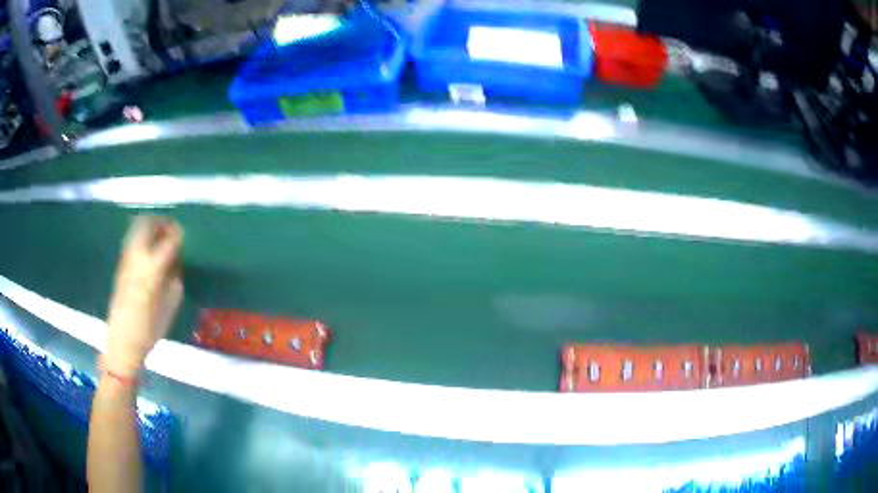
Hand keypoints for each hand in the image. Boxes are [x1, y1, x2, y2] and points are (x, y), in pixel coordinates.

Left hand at [104, 216, 183, 376]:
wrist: (122, 341)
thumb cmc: (150, 328)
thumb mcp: (170, 306)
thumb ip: (174, 278)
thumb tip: (176, 263)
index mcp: (152, 267)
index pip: (169, 239)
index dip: (179, 234)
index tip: (186, 236)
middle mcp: (137, 256)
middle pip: (147, 223)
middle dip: (161, 222)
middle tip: (172, 231)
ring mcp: (126, 258)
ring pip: (137, 228)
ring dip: (150, 228)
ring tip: (161, 239)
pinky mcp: (120, 265)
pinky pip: (132, 241)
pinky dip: (143, 238)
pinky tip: (150, 252)